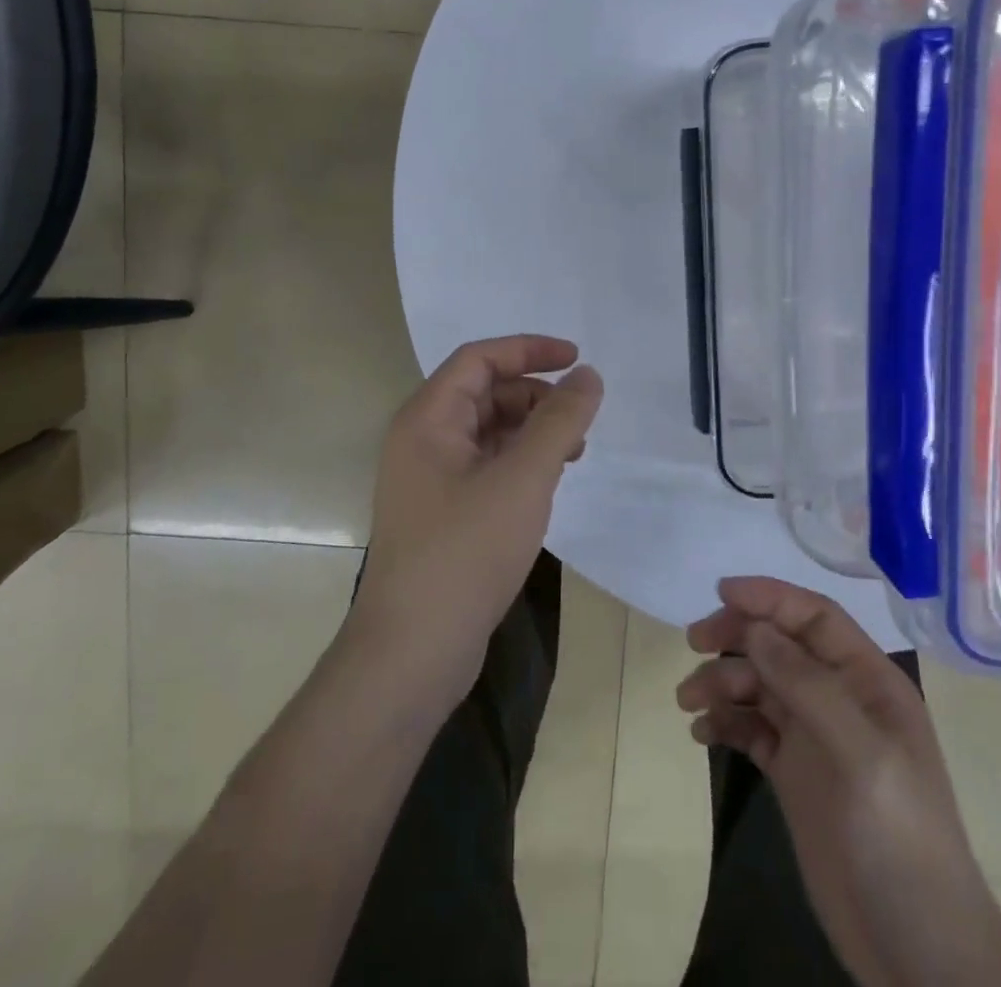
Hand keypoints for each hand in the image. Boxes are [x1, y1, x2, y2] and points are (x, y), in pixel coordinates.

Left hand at [350, 335, 602, 701]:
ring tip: (573, 452)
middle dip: (535, 396)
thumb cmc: (465, 552)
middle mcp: (422, 440)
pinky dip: (520, 463)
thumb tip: (587, 376)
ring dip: (531, 431)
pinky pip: (486, 467)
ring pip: (488, 432)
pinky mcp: (443, 513)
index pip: (479, 359)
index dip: (528, 350)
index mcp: (427, 419)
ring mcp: (430, 480)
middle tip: (580, 420)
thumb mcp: (523, 479)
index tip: (576, 359)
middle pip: (484, 393)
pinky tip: (548, 483)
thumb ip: (559, 421)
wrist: (413, 652)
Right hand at [679, 578, 1000, 986]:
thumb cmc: (900, 838)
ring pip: (759, 684)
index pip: (814, 617)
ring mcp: (815, 736)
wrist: (918, 952)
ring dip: (721, 682)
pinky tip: (702, 734)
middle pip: (779, 644)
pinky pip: (751, 728)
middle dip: (736, 636)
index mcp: (867, 681)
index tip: (720, 591)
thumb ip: (807, 685)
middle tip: (694, 643)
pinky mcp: (794, 773)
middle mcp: (839, 698)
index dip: (770, 597)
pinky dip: (724, 722)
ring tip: (688, 702)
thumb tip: (755, 628)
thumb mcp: (861, 754)